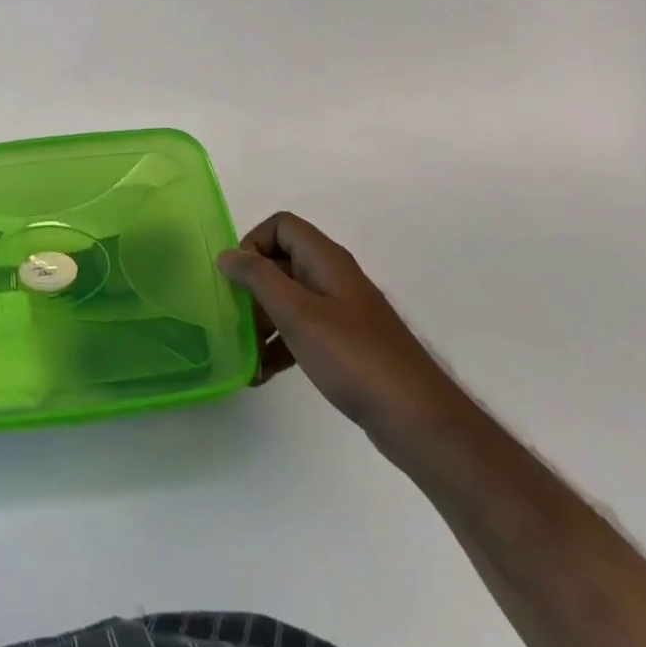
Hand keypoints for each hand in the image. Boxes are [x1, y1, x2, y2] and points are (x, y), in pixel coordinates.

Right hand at [220, 213, 472, 452]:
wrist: (417, 420)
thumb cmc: (353, 358)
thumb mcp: (297, 313)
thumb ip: (258, 278)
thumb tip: (227, 254)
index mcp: (326, 261)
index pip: (281, 226)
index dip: (253, 243)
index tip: (239, 279)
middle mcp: (333, 278)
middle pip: (280, 262)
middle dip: (252, 288)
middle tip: (236, 319)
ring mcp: (340, 312)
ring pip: (287, 299)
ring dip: (262, 321)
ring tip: (245, 353)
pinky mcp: (344, 343)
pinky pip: (301, 330)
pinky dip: (280, 345)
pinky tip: (263, 374)